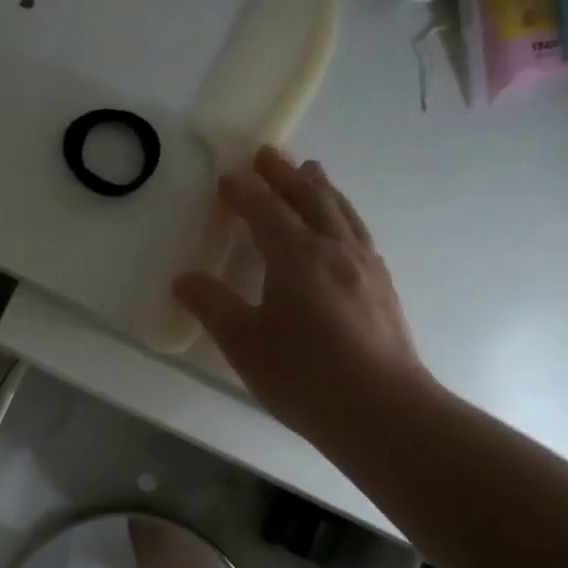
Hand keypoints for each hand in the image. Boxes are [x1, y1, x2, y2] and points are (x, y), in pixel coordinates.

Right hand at [172, 147, 435, 452]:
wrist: (384, 413)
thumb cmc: (305, 375)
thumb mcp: (243, 342)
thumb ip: (212, 305)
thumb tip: (183, 279)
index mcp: (298, 256)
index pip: (266, 211)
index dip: (245, 192)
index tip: (228, 177)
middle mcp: (335, 251)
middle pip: (310, 200)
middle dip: (285, 176)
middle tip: (269, 155)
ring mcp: (366, 269)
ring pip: (342, 213)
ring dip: (322, 189)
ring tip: (313, 172)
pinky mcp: (383, 290)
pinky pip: (359, 234)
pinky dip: (344, 216)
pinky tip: (344, 230)